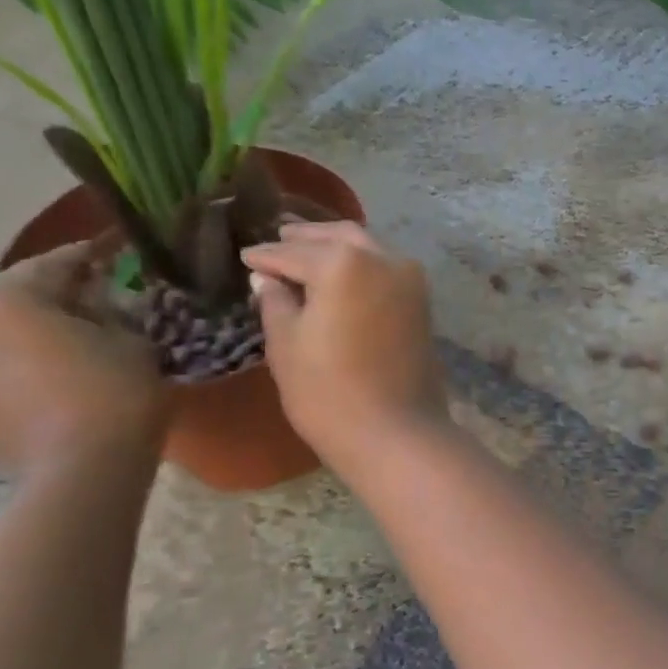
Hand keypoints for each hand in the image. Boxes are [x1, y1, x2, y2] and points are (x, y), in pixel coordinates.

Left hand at [0, 243, 168, 472]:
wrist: (79, 472)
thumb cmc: (113, 394)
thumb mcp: (131, 340)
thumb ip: (111, 312)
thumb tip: (98, 304)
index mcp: (3, 298)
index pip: (57, 263)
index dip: (93, 255)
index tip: (116, 247)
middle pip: (20, 296)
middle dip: (61, 294)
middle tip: (103, 294)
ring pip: (5, 331)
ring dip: (41, 328)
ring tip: (85, 333)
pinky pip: (0, 362)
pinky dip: (30, 357)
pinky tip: (66, 366)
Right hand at [240, 222, 449, 469]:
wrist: (396, 431)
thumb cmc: (328, 391)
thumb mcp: (286, 344)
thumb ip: (276, 301)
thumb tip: (268, 278)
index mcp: (344, 262)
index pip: (292, 252)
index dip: (264, 256)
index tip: (245, 256)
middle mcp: (383, 258)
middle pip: (338, 236)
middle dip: (305, 237)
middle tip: (278, 239)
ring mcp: (410, 279)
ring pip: (368, 247)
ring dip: (337, 246)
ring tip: (305, 254)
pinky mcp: (422, 301)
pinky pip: (385, 268)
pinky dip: (361, 264)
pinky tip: (339, 277)